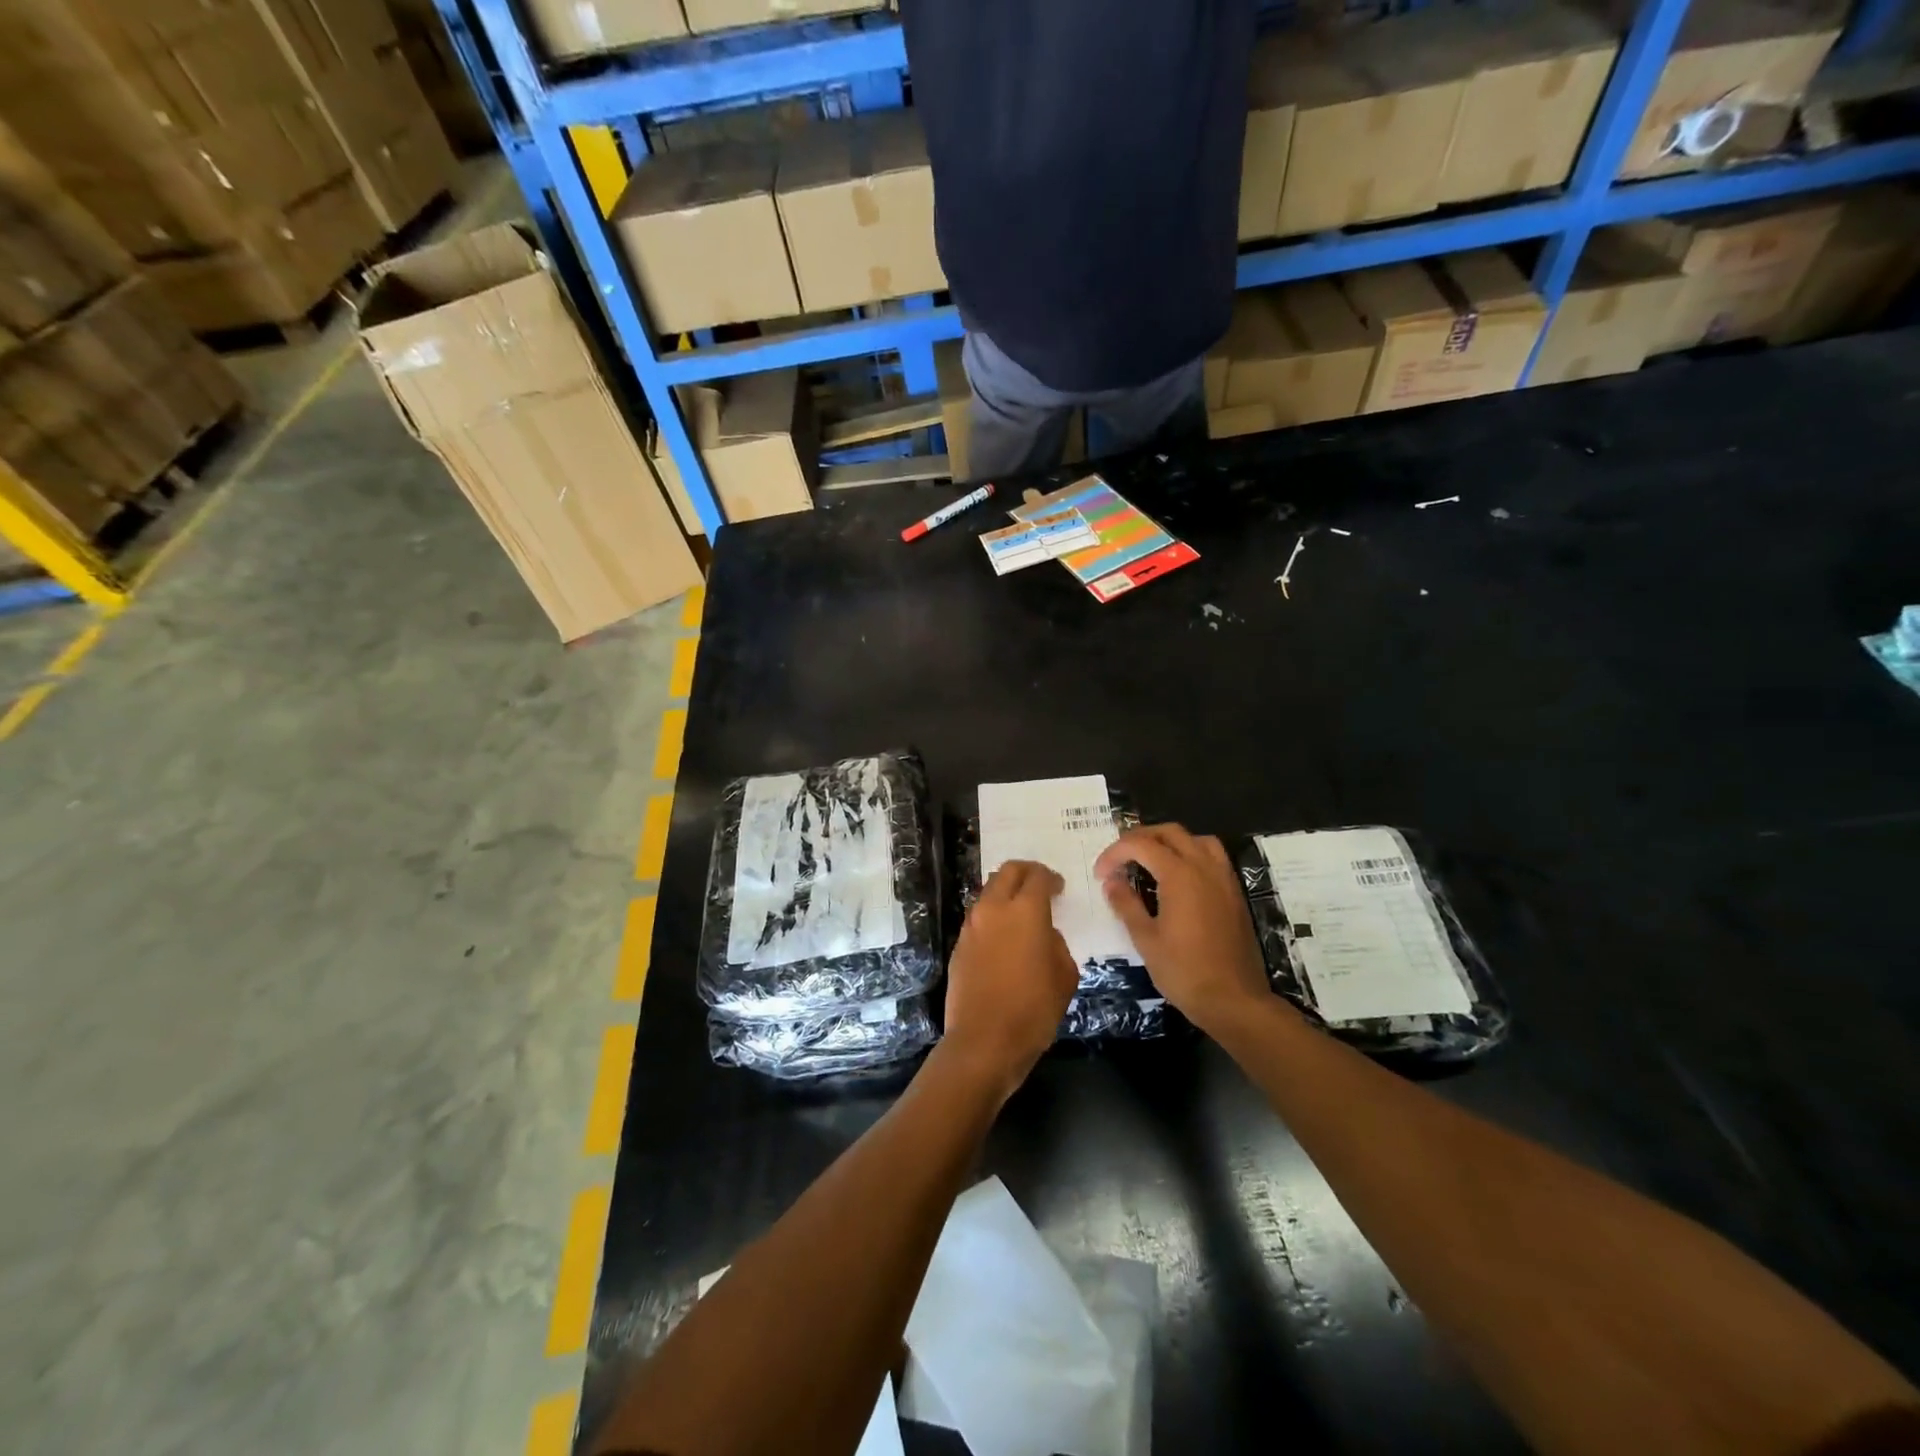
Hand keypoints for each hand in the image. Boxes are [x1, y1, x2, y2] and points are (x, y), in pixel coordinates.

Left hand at [943, 861, 1080, 1097]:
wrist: (984, 1041)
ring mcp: (972, 925)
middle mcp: (994, 909)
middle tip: (1039, 886)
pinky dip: (993, 914)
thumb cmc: (1033, 1010)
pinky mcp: (959, 944)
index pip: (1037, 876)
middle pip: (1007, 872)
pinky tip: (1004, 935)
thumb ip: (1056, 944)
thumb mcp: (1064, 976)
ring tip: (1021, 910)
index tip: (1059, 888)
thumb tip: (1043, 934)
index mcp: (1025, 911)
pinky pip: (978, 916)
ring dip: (1005, 892)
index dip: (1050, 878)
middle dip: (1025, 872)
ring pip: (988, 891)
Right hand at [1094, 824, 1271, 1033]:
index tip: (1100, 874)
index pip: (1140, 845)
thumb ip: (1126, 904)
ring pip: (1195, 839)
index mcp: (1179, 875)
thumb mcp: (1145, 939)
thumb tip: (1111, 882)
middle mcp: (1204, 867)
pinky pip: (1212, 856)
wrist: (1234, 1000)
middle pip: (1169, 832)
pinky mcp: (1234, 893)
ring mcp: (1223, 878)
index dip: (1115, 853)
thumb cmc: (1184, 971)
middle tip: (1120, 859)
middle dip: (1140, 838)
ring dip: (1169, 842)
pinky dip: (1191, 854)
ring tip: (1150, 860)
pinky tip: (1179, 878)